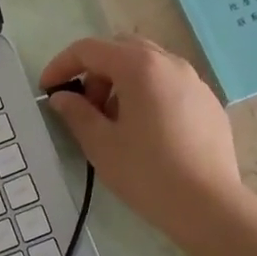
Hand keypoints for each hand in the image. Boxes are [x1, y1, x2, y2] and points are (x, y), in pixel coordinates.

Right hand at [39, 34, 244, 248]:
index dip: (62, 65)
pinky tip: (148, 132)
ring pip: (149, 65)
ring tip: (115, 122)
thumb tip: (63, 97)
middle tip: (85, 107)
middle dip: (96, 71)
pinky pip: (170, 85)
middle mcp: (170, 63)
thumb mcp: (101, 145)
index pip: (90, 49)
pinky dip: (149, 94)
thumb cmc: (147, 173)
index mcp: (139, 66)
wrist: (209, 205)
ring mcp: (194, 81)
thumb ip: (77, 113)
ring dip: (123, 82)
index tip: (47, 90)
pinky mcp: (209, 102)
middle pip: (121, 49)